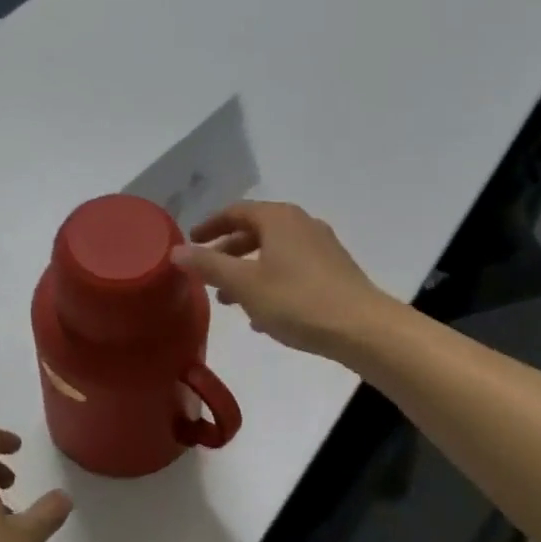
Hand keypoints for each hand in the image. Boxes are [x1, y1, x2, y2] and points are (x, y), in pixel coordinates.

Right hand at [171, 200, 389, 358]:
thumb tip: (176, 251)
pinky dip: (270, 282)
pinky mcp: (334, 271)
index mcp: (278, 218)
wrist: (364, 329)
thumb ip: (208, 265)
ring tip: (230, 299)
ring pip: (273, 253)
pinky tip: (263, 314)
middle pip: (255, 231)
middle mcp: (301, 224)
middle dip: (228, 252)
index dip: (209, 225)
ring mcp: (321, 247)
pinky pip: (292, 269)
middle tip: (207, 273)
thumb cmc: (297, 301)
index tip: (191, 241)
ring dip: (248, 271)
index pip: (235, 211)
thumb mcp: (244, 284)